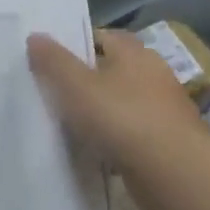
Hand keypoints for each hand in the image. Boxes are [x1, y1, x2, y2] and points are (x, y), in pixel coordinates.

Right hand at [27, 28, 205, 166]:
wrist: (174, 174)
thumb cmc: (121, 118)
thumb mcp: (75, 86)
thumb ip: (53, 61)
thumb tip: (35, 35)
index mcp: (134, 52)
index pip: (100, 36)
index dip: (74, 45)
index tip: (49, 60)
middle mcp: (153, 74)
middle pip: (111, 70)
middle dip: (85, 79)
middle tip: (53, 92)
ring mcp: (164, 108)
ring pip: (121, 102)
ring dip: (100, 111)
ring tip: (68, 123)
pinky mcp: (167, 140)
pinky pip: (131, 132)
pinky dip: (113, 137)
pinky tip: (94, 150)